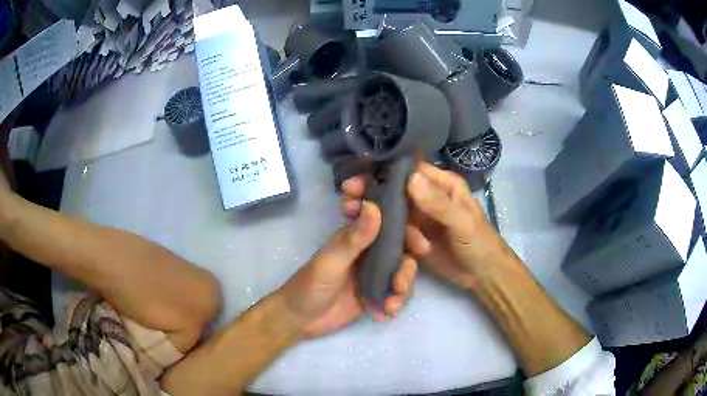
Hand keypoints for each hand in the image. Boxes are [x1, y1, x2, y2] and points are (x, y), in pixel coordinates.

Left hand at [277, 201, 417, 337]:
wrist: (300, 320)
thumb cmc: (309, 285)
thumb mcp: (331, 262)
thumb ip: (353, 238)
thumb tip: (374, 206)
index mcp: (357, 236)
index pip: (385, 218)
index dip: (403, 220)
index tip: (416, 234)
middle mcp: (370, 252)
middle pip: (402, 245)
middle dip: (410, 258)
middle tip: (408, 271)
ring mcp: (375, 274)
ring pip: (403, 271)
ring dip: (405, 285)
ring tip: (392, 302)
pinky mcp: (377, 295)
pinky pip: (397, 294)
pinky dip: (396, 303)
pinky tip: (384, 313)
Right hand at [342, 162, 516, 290]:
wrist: (483, 275)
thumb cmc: (479, 243)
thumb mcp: (463, 223)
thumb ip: (439, 204)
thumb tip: (410, 179)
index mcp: (442, 184)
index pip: (411, 170)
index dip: (386, 172)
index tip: (360, 177)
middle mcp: (427, 197)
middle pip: (395, 190)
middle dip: (373, 193)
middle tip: (348, 198)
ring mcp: (419, 218)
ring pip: (391, 211)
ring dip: (376, 216)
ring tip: (351, 217)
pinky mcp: (413, 237)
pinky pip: (394, 231)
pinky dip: (384, 234)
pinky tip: (371, 238)